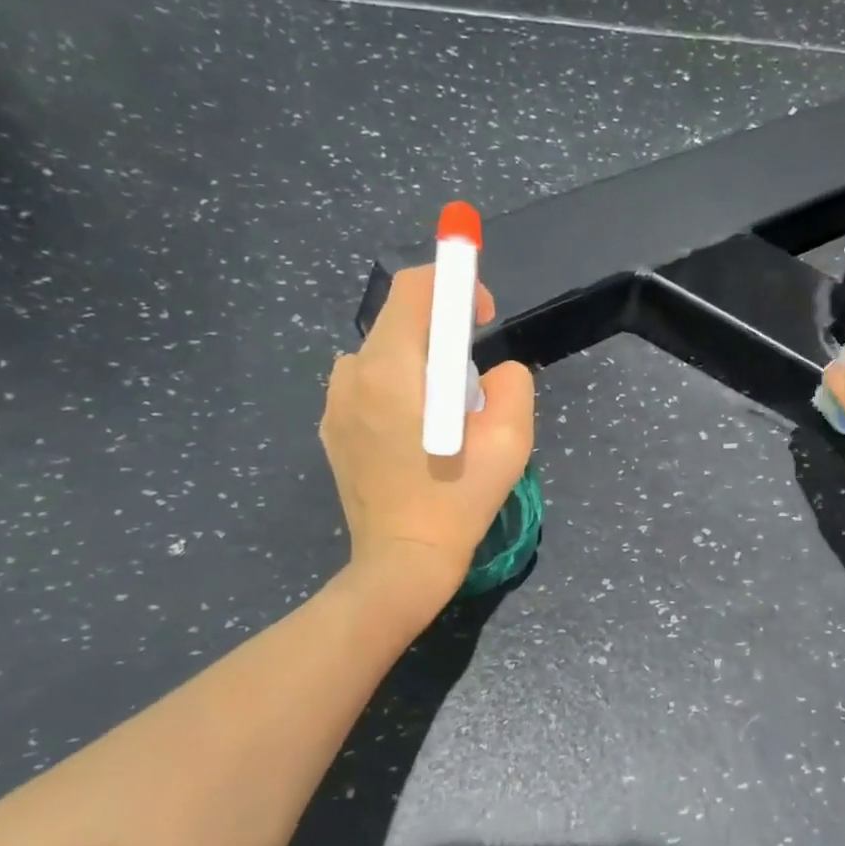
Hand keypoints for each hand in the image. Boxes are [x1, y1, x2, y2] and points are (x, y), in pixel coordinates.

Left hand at [320, 265, 533, 606]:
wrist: (402, 560)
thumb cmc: (459, 500)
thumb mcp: (510, 441)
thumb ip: (512, 385)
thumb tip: (495, 372)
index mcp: (392, 369)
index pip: (415, 289)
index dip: (455, 285)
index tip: (483, 316)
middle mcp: (352, 374)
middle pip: (400, 322)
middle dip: (444, 335)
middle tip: (476, 380)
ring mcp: (335, 403)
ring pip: (385, 356)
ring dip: (421, 367)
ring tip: (448, 416)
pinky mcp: (332, 429)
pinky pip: (370, 387)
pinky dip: (400, 392)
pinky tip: (419, 438)